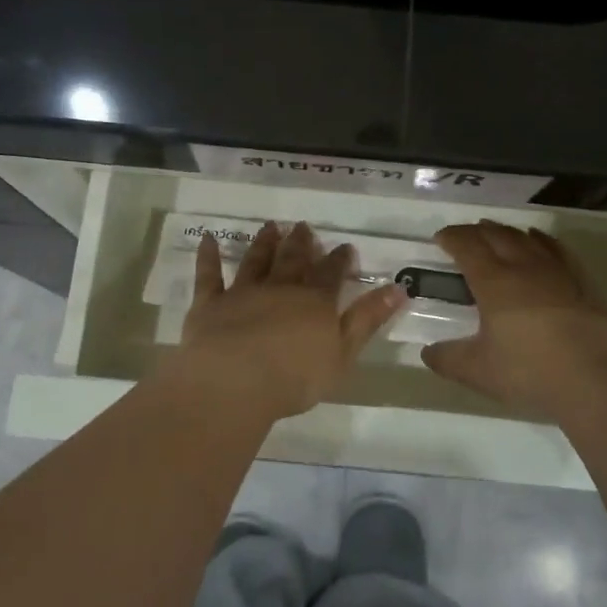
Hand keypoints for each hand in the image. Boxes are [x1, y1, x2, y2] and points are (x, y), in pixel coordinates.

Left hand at [174, 221, 405, 421]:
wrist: (235, 380)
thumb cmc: (296, 376)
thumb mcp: (344, 352)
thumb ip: (368, 319)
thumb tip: (399, 288)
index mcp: (314, 302)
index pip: (331, 274)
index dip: (340, 260)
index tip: (345, 246)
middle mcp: (280, 288)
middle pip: (293, 260)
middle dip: (301, 243)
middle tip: (304, 226)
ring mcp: (243, 293)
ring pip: (256, 261)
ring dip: (264, 243)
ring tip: (270, 226)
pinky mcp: (210, 304)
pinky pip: (209, 275)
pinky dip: (208, 256)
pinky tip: (208, 239)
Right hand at [421, 220, 606, 419]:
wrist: (595, 379)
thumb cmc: (529, 371)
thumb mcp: (478, 371)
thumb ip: (448, 359)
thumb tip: (428, 352)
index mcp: (493, 282)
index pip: (467, 246)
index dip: (451, 238)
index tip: (440, 238)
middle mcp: (523, 267)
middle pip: (496, 235)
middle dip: (476, 231)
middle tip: (464, 235)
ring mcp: (557, 272)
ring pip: (527, 238)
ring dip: (506, 231)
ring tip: (495, 232)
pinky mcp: (582, 282)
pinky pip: (558, 249)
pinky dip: (542, 240)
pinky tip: (539, 240)